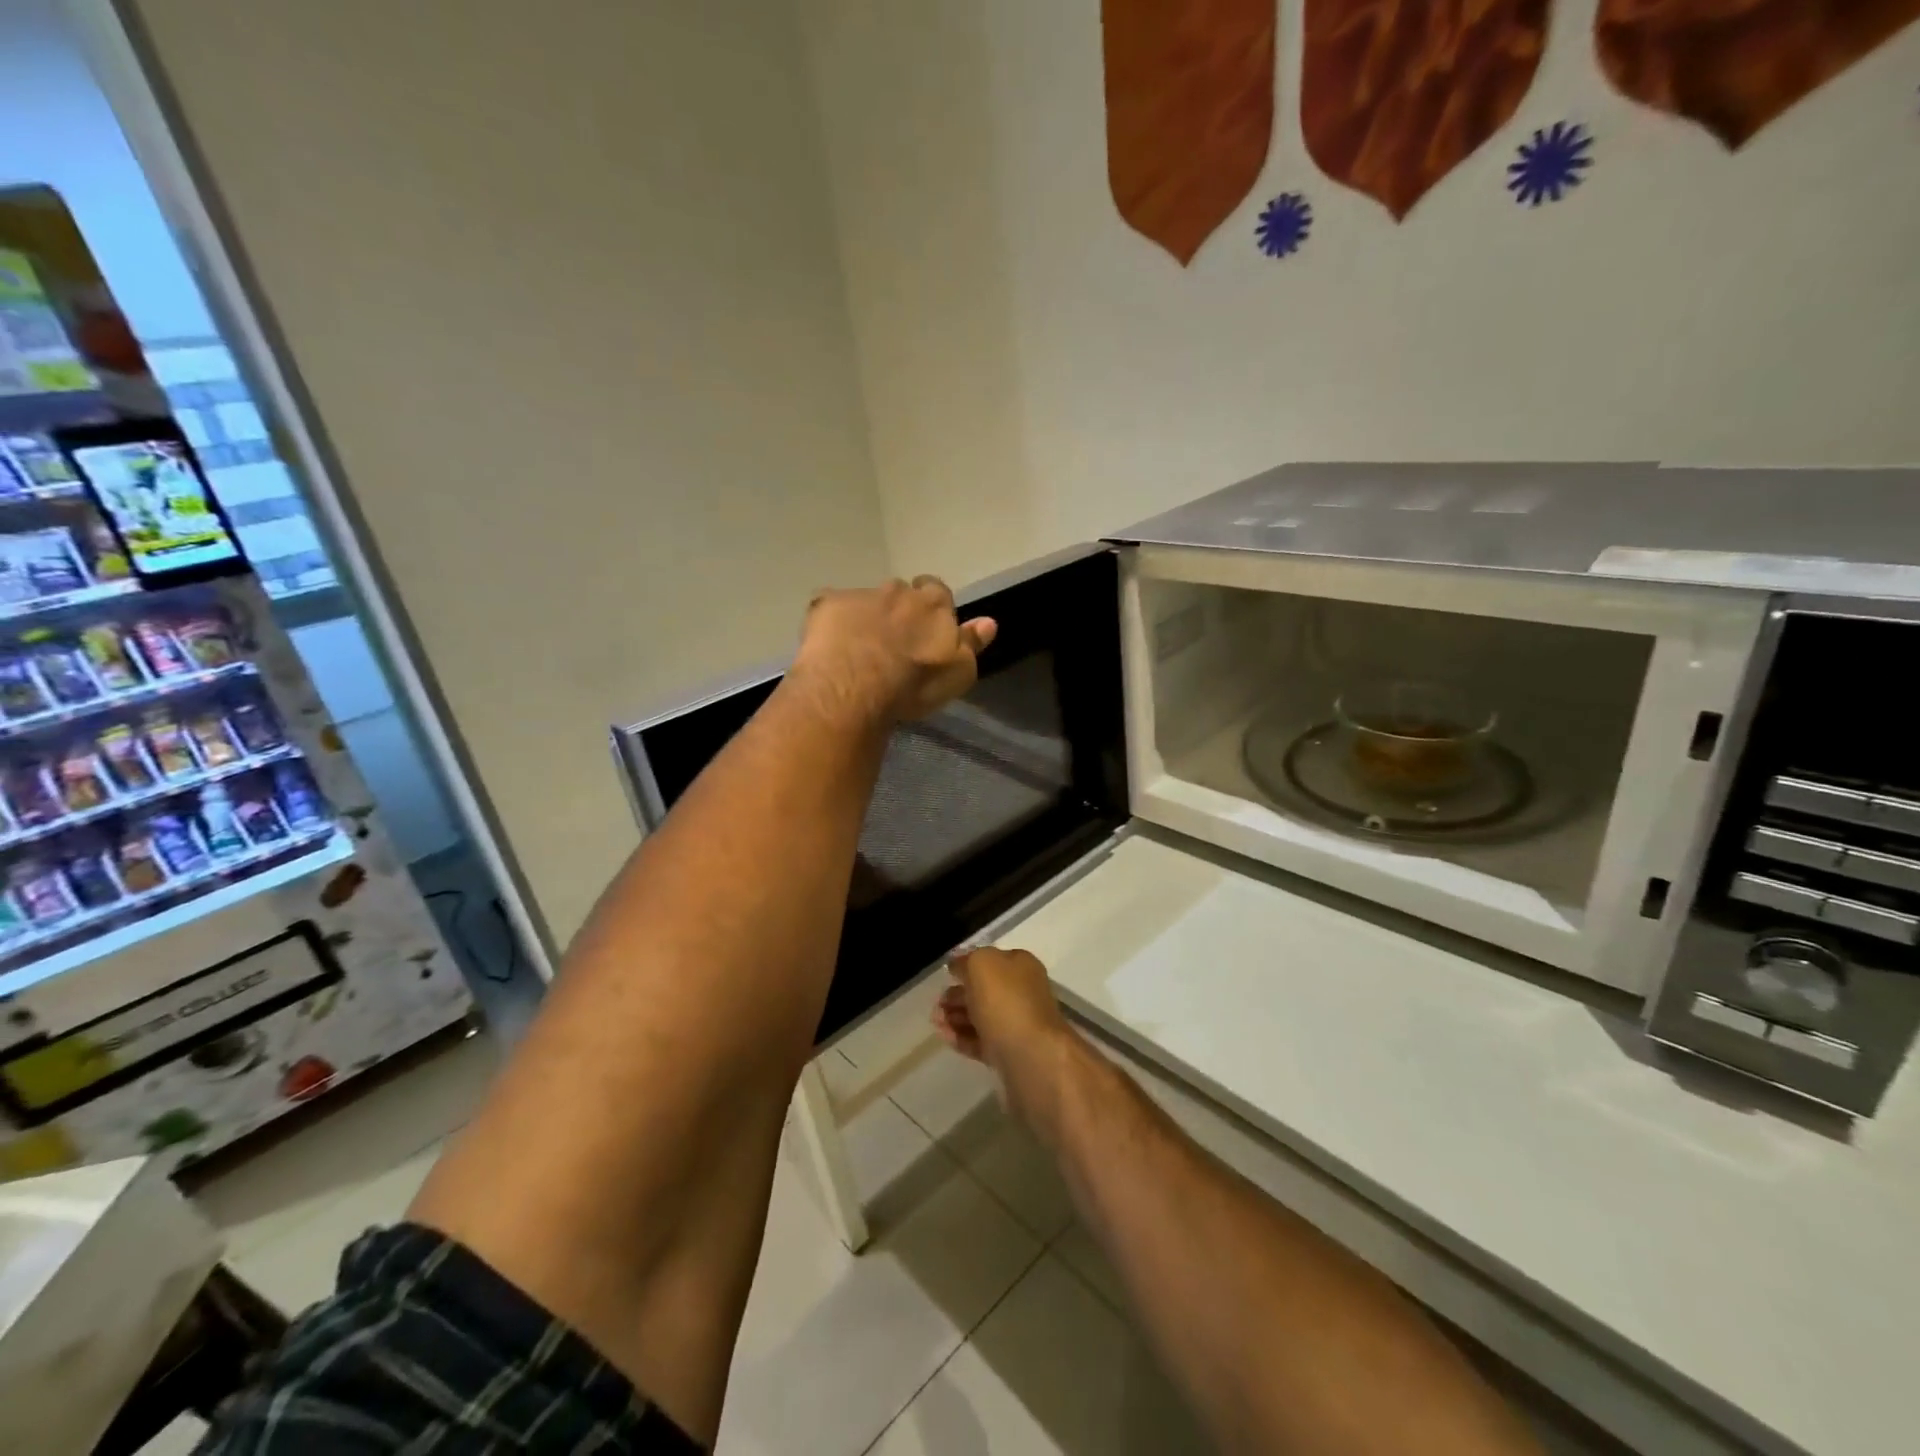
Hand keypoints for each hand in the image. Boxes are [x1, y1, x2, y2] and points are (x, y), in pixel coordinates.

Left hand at [791, 577, 996, 725]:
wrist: (855, 687)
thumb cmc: (913, 685)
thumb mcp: (957, 673)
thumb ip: (972, 644)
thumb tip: (990, 622)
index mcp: (933, 605)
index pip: (938, 592)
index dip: (932, 608)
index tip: (926, 626)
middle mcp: (898, 591)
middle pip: (901, 594)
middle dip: (897, 610)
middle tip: (892, 640)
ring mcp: (860, 595)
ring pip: (865, 600)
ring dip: (865, 616)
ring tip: (859, 646)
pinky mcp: (827, 604)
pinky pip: (830, 607)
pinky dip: (831, 621)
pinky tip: (829, 644)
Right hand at [933, 948, 1073, 1113]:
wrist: (1030, 1056)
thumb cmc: (1005, 1001)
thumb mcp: (981, 964)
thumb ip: (967, 960)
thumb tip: (957, 964)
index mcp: (1021, 966)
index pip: (991, 959)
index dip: (967, 964)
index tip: (946, 974)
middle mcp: (1022, 992)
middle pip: (984, 990)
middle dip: (957, 994)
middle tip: (937, 1003)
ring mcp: (1016, 1024)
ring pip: (981, 1016)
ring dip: (956, 1016)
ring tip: (936, 1021)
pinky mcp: (1008, 1053)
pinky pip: (981, 1041)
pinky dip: (961, 1037)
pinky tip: (944, 1036)